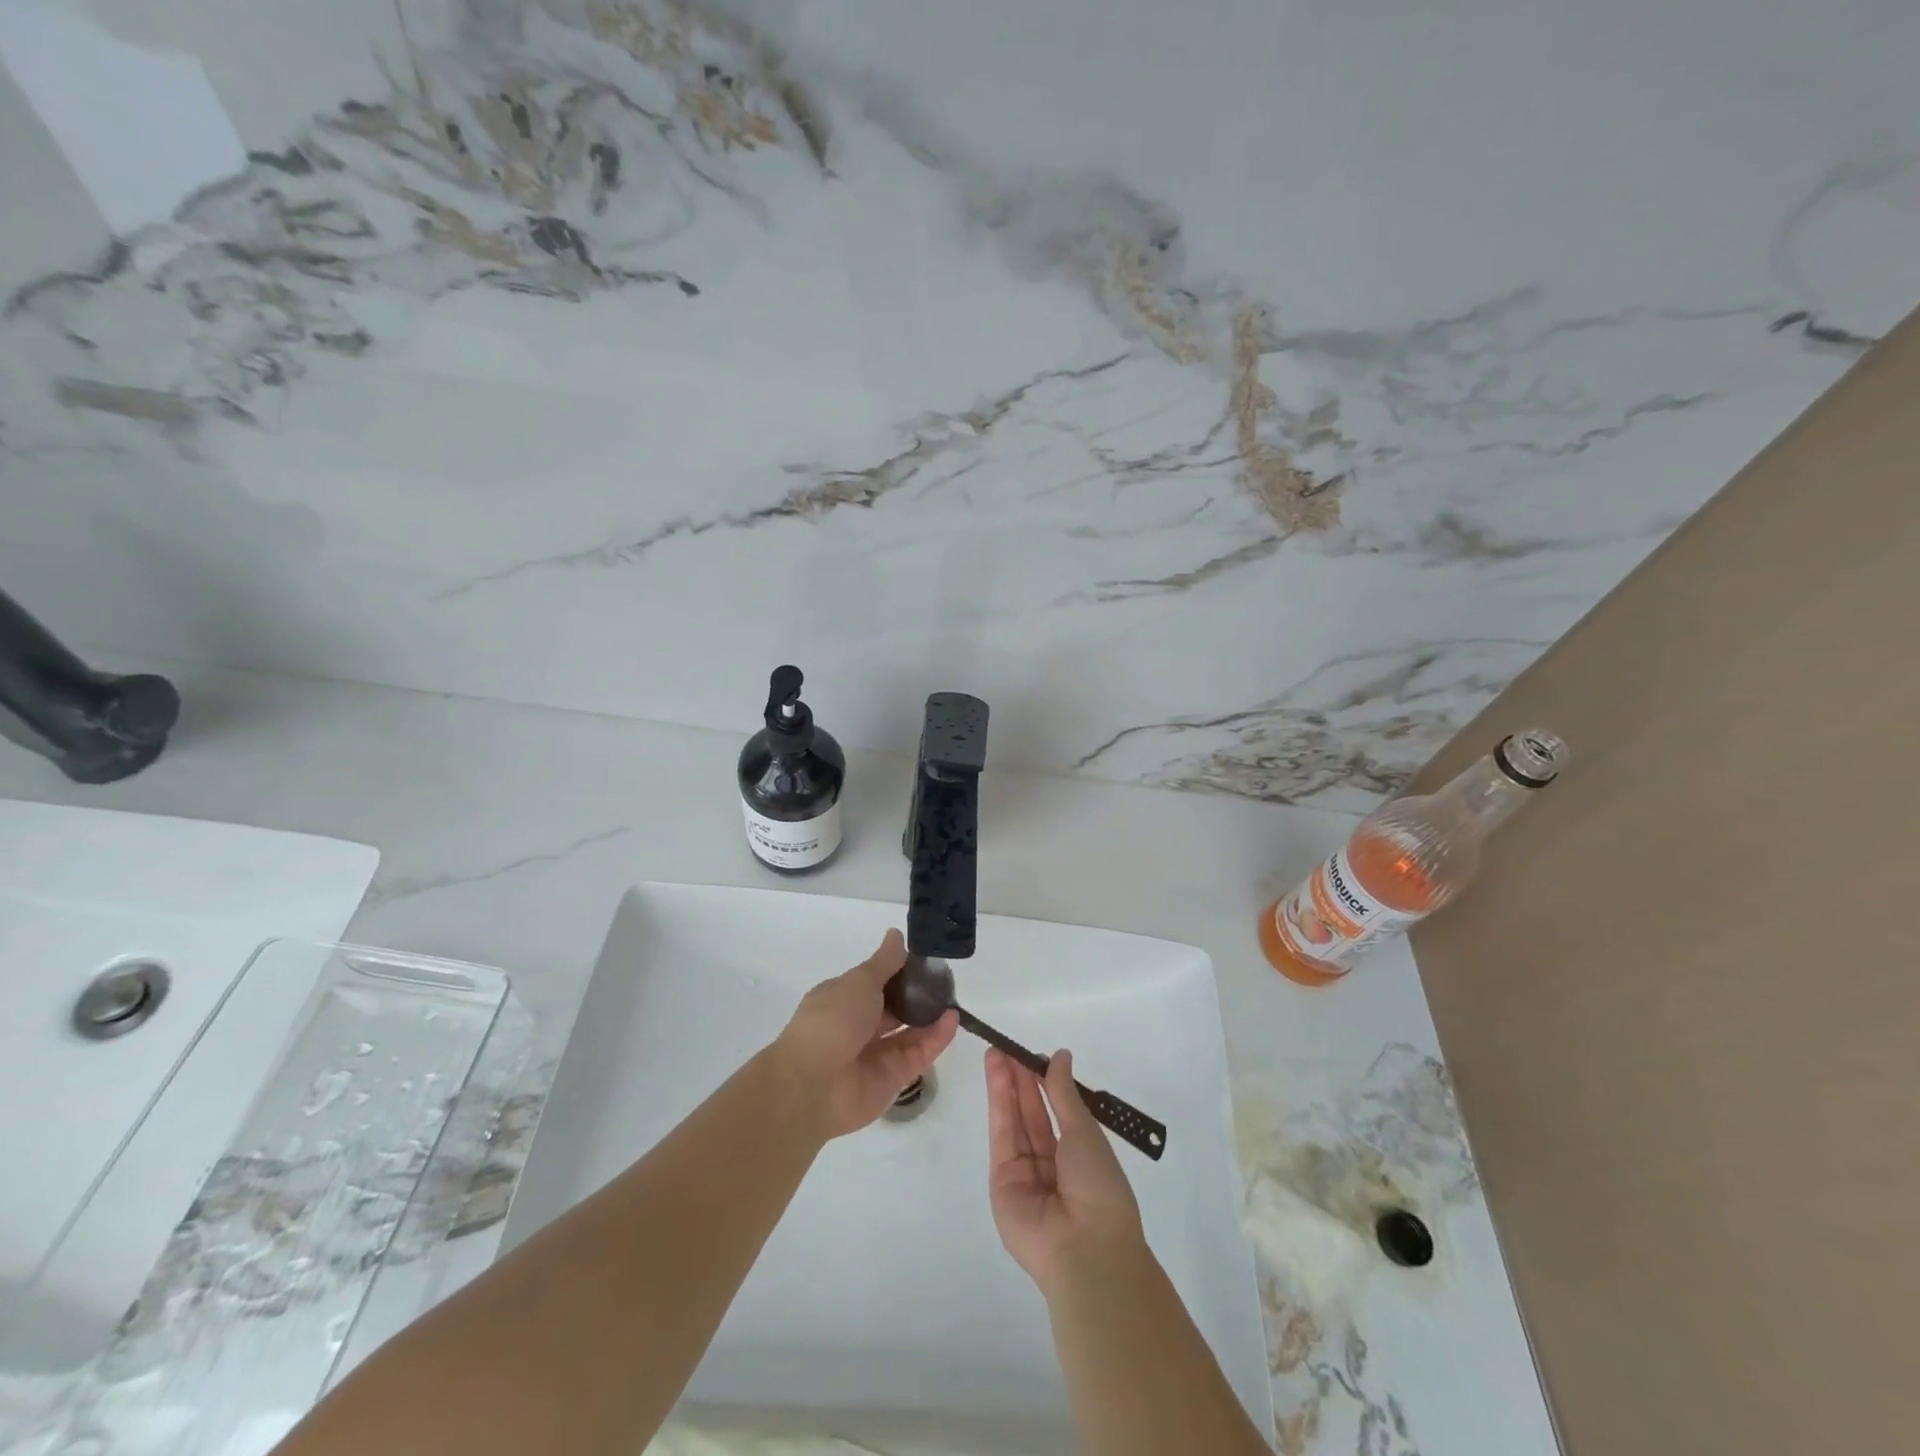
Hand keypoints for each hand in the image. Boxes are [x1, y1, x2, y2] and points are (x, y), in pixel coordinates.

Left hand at [774, 928, 957, 1139]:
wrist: (815, 1084)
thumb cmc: (833, 1020)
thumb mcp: (860, 981)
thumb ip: (884, 962)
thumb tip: (896, 934)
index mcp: (842, 999)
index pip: (874, 982)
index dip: (897, 971)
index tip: (924, 960)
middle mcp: (857, 1026)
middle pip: (893, 1008)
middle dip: (916, 995)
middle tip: (946, 980)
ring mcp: (875, 1054)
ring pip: (908, 1031)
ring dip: (930, 1016)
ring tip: (954, 999)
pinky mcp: (892, 1078)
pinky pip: (918, 1054)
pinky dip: (936, 1038)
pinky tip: (953, 1019)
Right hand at [986, 1047, 1144, 1293]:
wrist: (1085, 1248)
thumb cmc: (1098, 1186)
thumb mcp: (1085, 1133)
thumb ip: (1064, 1093)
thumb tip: (1060, 1055)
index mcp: (1078, 1155)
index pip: (1056, 1111)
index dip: (1043, 1081)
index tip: (1032, 1054)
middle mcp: (1049, 1163)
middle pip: (1031, 1113)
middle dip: (1019, 1079)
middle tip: (1006, 1047)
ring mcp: (1024, 1173)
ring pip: (1014, 1121)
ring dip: (1005, 1086)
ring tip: (996, 1053)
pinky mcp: (1001, 1181)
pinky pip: (1001, 1136)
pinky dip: (999, 1104)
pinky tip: (999, 1076)